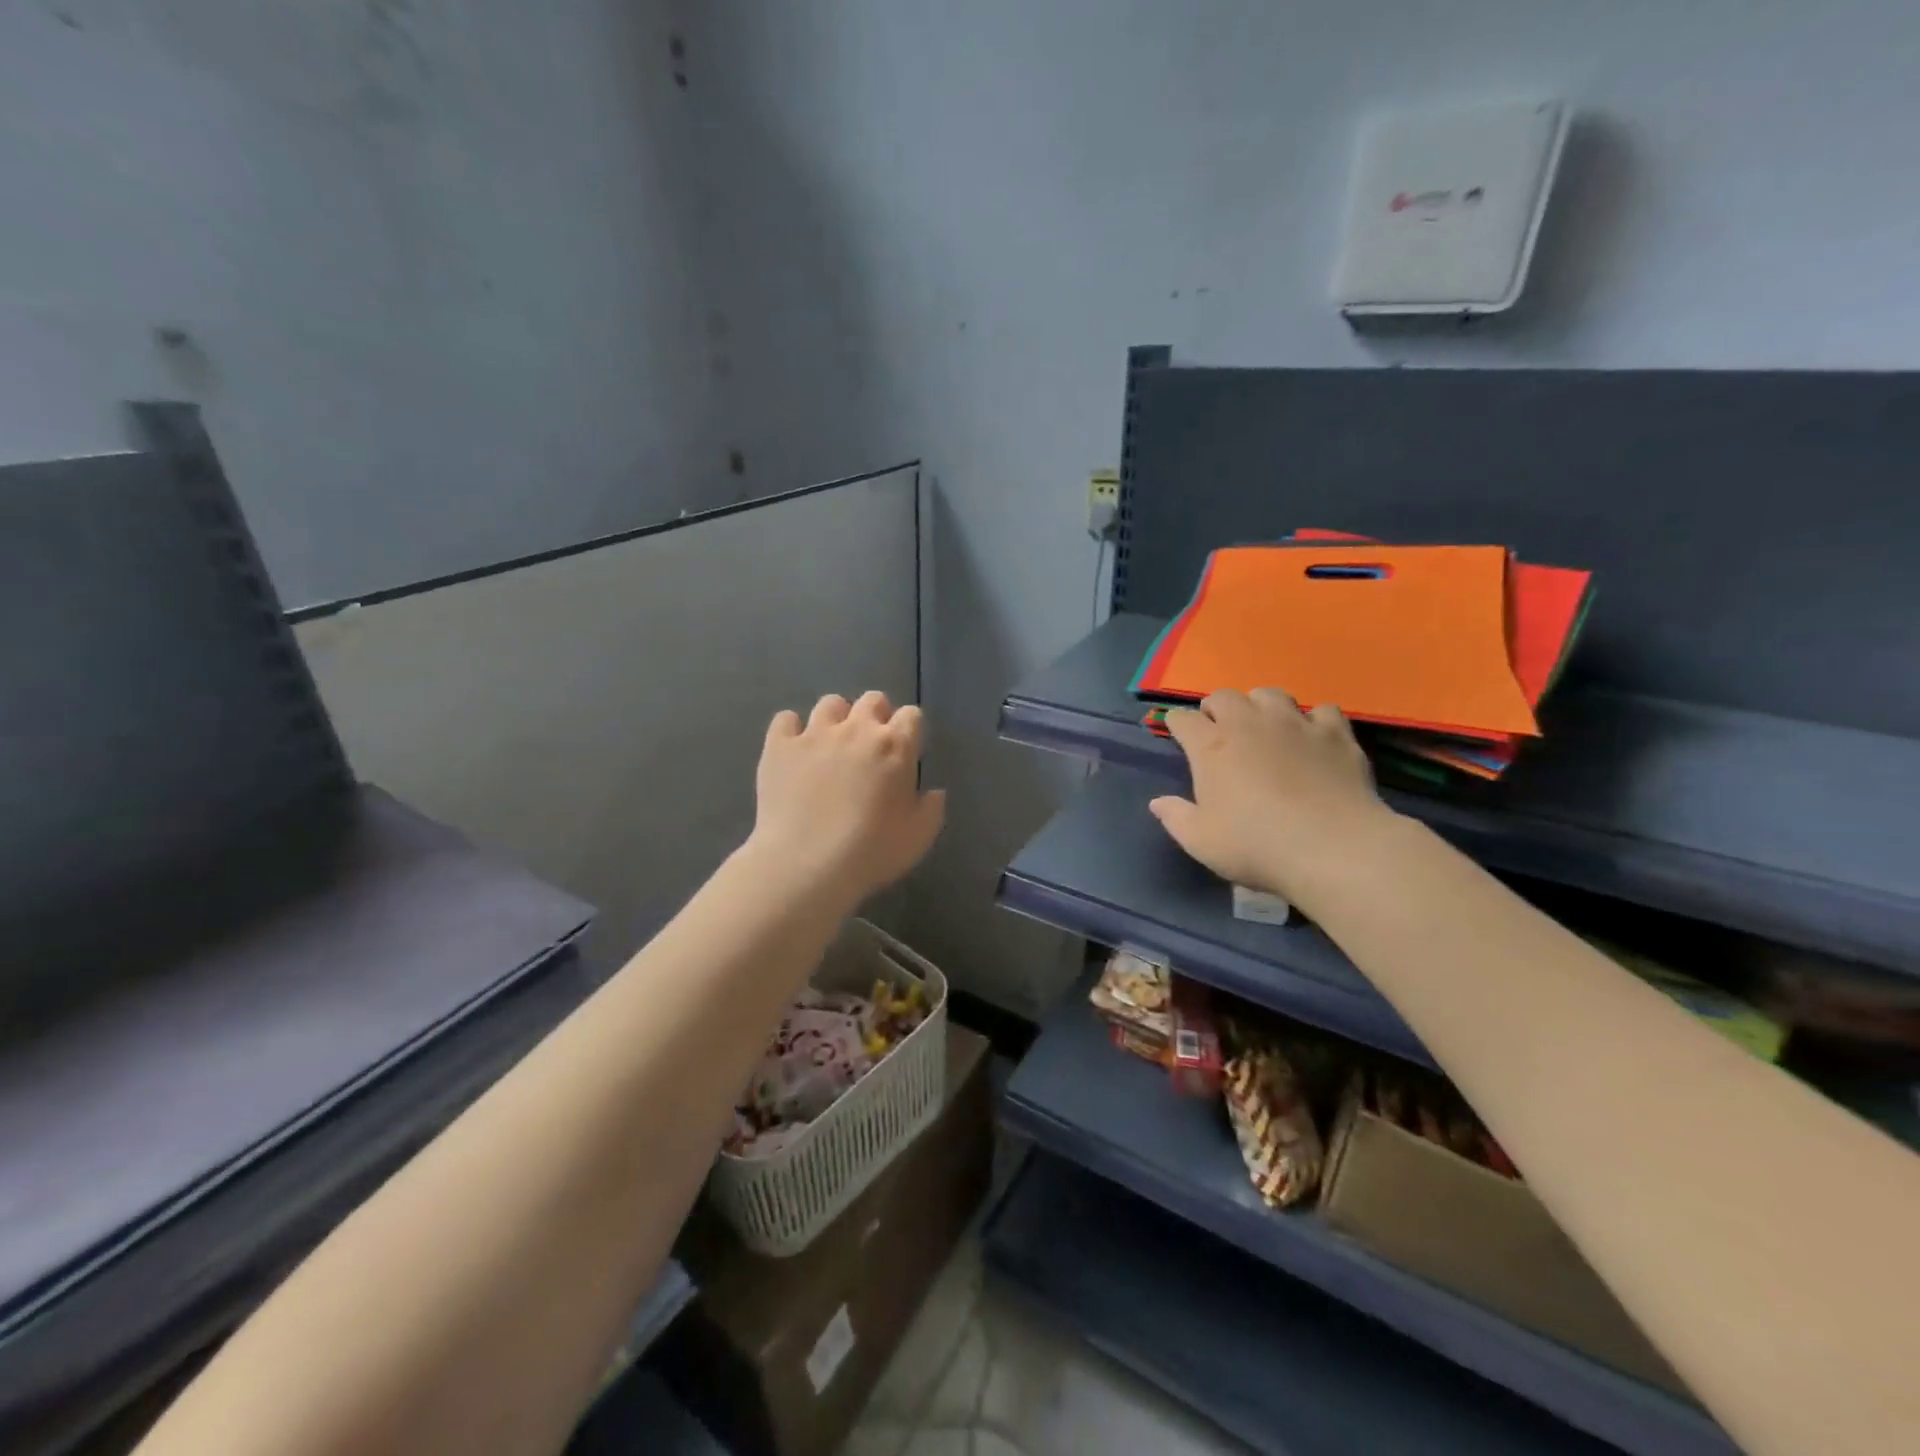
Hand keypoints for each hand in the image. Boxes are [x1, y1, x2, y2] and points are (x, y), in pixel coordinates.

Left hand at [748, 691, 945, 904]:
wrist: (806, 865)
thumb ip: (931, 808)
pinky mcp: (779, 746)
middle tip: (871, 746)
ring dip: (837, 719)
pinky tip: (795, 750)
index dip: (910, 730)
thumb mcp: (919, 837)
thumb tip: (933, 791)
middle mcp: (856, 729)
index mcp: (895, 746)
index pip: (911, 715)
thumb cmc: (871, 852)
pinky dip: (792, 730)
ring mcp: (814, 734)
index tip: (906, 751)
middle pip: (872, 700)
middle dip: (876, 716)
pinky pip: (786, 720)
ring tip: (832, 744)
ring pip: (830, 703)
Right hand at [1149, 689, 1397, 905]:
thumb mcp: (1201, 841)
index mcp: (1211, 746)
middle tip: (1219, 731)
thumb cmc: (1256, 846)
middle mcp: (1249, 723)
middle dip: (1216, 708)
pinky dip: (1313, 720)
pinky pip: (1322, 710)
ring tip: (1264, 727)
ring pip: (1270, 694)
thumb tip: (1157, 802)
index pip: (1183, 719)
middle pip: (1224, 696)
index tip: (1178, 735)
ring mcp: (1295, 723)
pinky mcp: (1335, 733)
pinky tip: (1313, 738)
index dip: (1177, 724)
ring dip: (1260, 706)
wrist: (1333, 848)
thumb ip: (1175, 817)